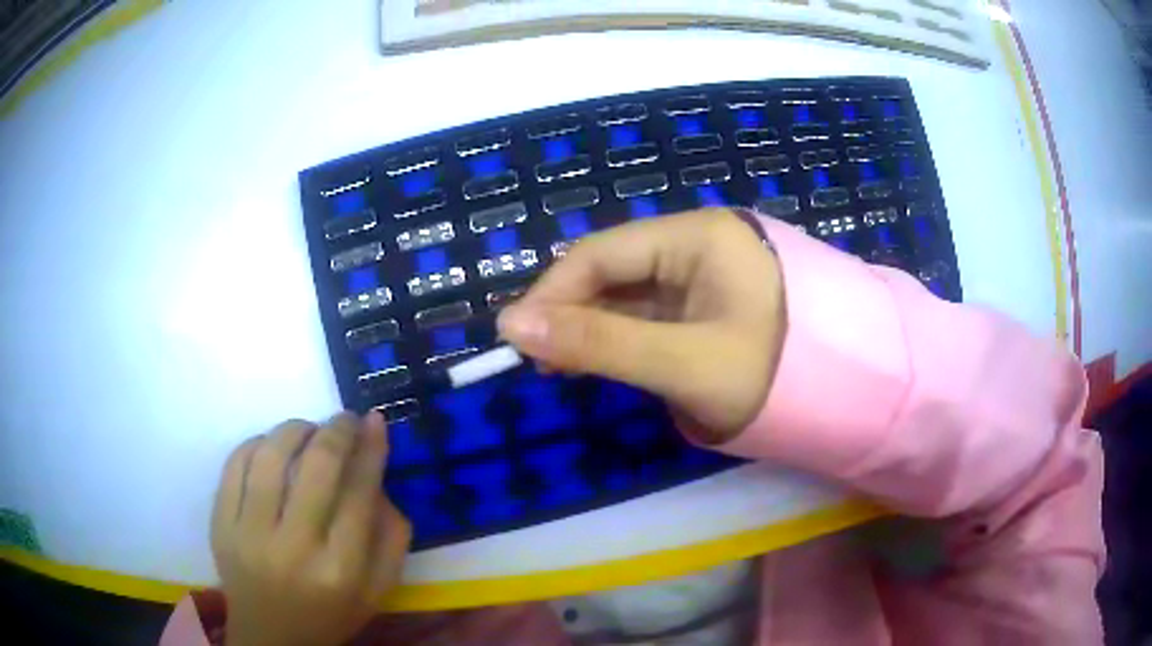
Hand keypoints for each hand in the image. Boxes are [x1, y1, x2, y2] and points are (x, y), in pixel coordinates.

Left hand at [210, 412, 410, 645]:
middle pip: (316, 468)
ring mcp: (249, 535)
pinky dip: (257, 443)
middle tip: (345, 418)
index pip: (358, 494)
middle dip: (336, 430)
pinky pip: (235, 464)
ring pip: (270, 456)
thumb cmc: (330, 614)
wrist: (271, 637)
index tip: (374, 421)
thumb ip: (391, 537)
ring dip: (294, 429)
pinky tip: (271, 446)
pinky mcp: (220, 525)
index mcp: (340, 571)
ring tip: (308, 429)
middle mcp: (294, 549)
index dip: (369, 450)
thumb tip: (378, 473)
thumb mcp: (378, 590)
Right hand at [497, 208, 785, 442]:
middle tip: (541, 362)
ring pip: (629, 293)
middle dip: (571, 313)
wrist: (849, 396)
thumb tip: (510, 324)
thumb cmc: (773, 372)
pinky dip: (623, 336)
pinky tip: (602, 359)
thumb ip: (599, 343)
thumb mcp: (683, 362)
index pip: (601, 253)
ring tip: (562, 366)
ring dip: (593, 327)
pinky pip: (653, 311)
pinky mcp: (711, 301)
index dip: (552, 294)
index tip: (518, 339)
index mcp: (696, 235)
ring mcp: (706, 272)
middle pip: (613, 269)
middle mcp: (697, 242)